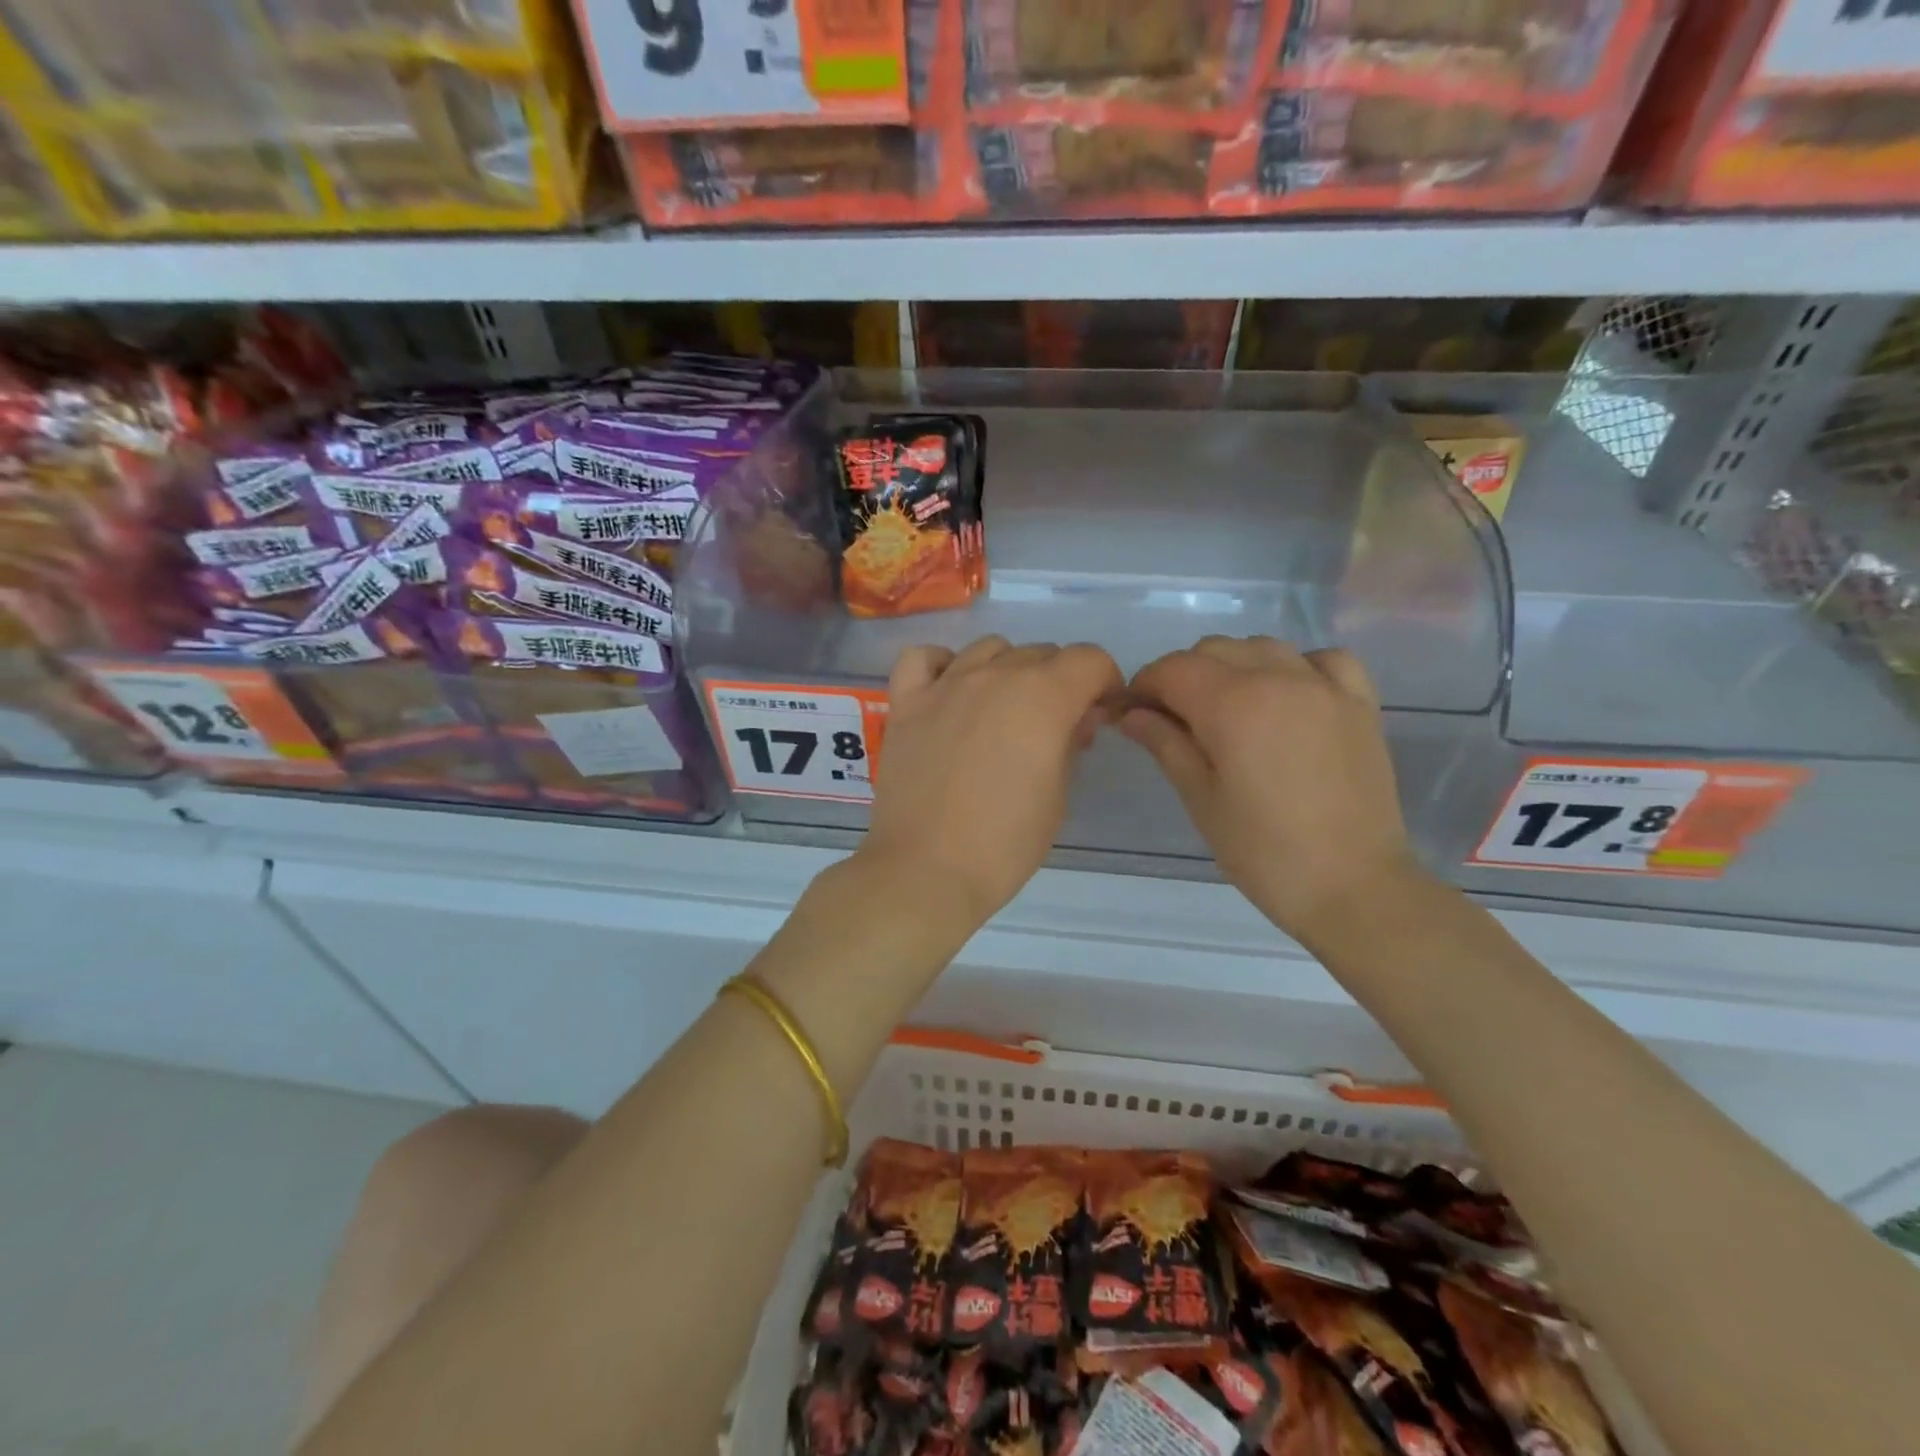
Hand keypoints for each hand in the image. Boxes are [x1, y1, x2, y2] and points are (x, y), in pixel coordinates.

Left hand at [860, 636, 1121, 927]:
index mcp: (1042, 697)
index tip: (1100, 714)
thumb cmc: (1005, 843)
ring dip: (1008, 670)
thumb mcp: (1059, 796)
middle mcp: (994, 676)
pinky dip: (941, 665)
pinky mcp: (906, 703)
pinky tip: (950, 691)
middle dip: (1060, 682)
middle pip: (1041, 653)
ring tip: (1004, 710)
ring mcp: (945, 686)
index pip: (1089, 659)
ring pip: (988, 648)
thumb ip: (1071, 744)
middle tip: (1055, 726)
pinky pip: (922, 658)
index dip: (1105, 683)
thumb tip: (1076, 719)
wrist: (927, 870)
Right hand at [1120, 636, 1419, 940]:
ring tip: (1228, 708)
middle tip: (1174, 718)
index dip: (1144, 685)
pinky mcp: (1360, 704)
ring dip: (1234, 666)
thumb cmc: (1263, 851)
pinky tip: (1288, 695)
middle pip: (1214, 649)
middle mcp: (1279, 679)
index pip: (1173, 669)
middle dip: (1184, 675)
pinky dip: (1297, 666)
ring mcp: (1325, 687)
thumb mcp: (1200, 799)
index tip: (1133, 713)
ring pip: (1264, 646)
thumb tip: (1131, 713)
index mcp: (1233, 705)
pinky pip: (1324, 659)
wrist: (1353, 887)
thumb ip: (1164, 744)